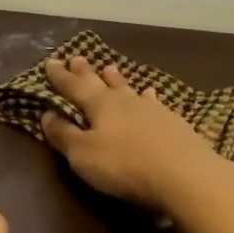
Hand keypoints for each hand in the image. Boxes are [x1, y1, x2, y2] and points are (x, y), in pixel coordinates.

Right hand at [39, 56, 229, 211]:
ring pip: (129, 89)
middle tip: (77, 58)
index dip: (60, 77)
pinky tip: (150, 95)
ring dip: (117, 80)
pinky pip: (154, 103)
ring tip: (110, 68)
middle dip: (86, 72)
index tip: (50, 62)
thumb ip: (64, 134)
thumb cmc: (125, 165)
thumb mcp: (83, 155)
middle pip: (101, 82)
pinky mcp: (173, 123)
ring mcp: (152, 110)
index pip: (74, 87)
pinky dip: (147, 98)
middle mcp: (124, 100)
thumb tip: (47, 114)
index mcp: (99, 105)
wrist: (186, 175)